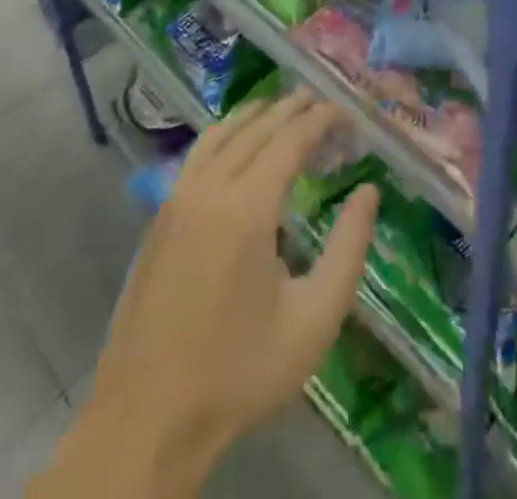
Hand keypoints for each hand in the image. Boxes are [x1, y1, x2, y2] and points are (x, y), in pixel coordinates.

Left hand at [62, 91, 378, 495]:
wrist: (148, 415)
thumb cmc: (240, 371)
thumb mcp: (313, 320)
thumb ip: (348, 249)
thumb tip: (368, 192)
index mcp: (247, 208)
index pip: (290, 139)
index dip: (320, 119)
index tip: (346, 111)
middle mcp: (210, 187)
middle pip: (256, 127)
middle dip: (291, 108)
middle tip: (321, 101)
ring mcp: (178, 197)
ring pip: (222, 133)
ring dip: (256, 115)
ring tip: (283, 108)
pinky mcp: (160, 214)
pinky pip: (198, 154)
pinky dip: (225, 134)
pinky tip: (236, 144)